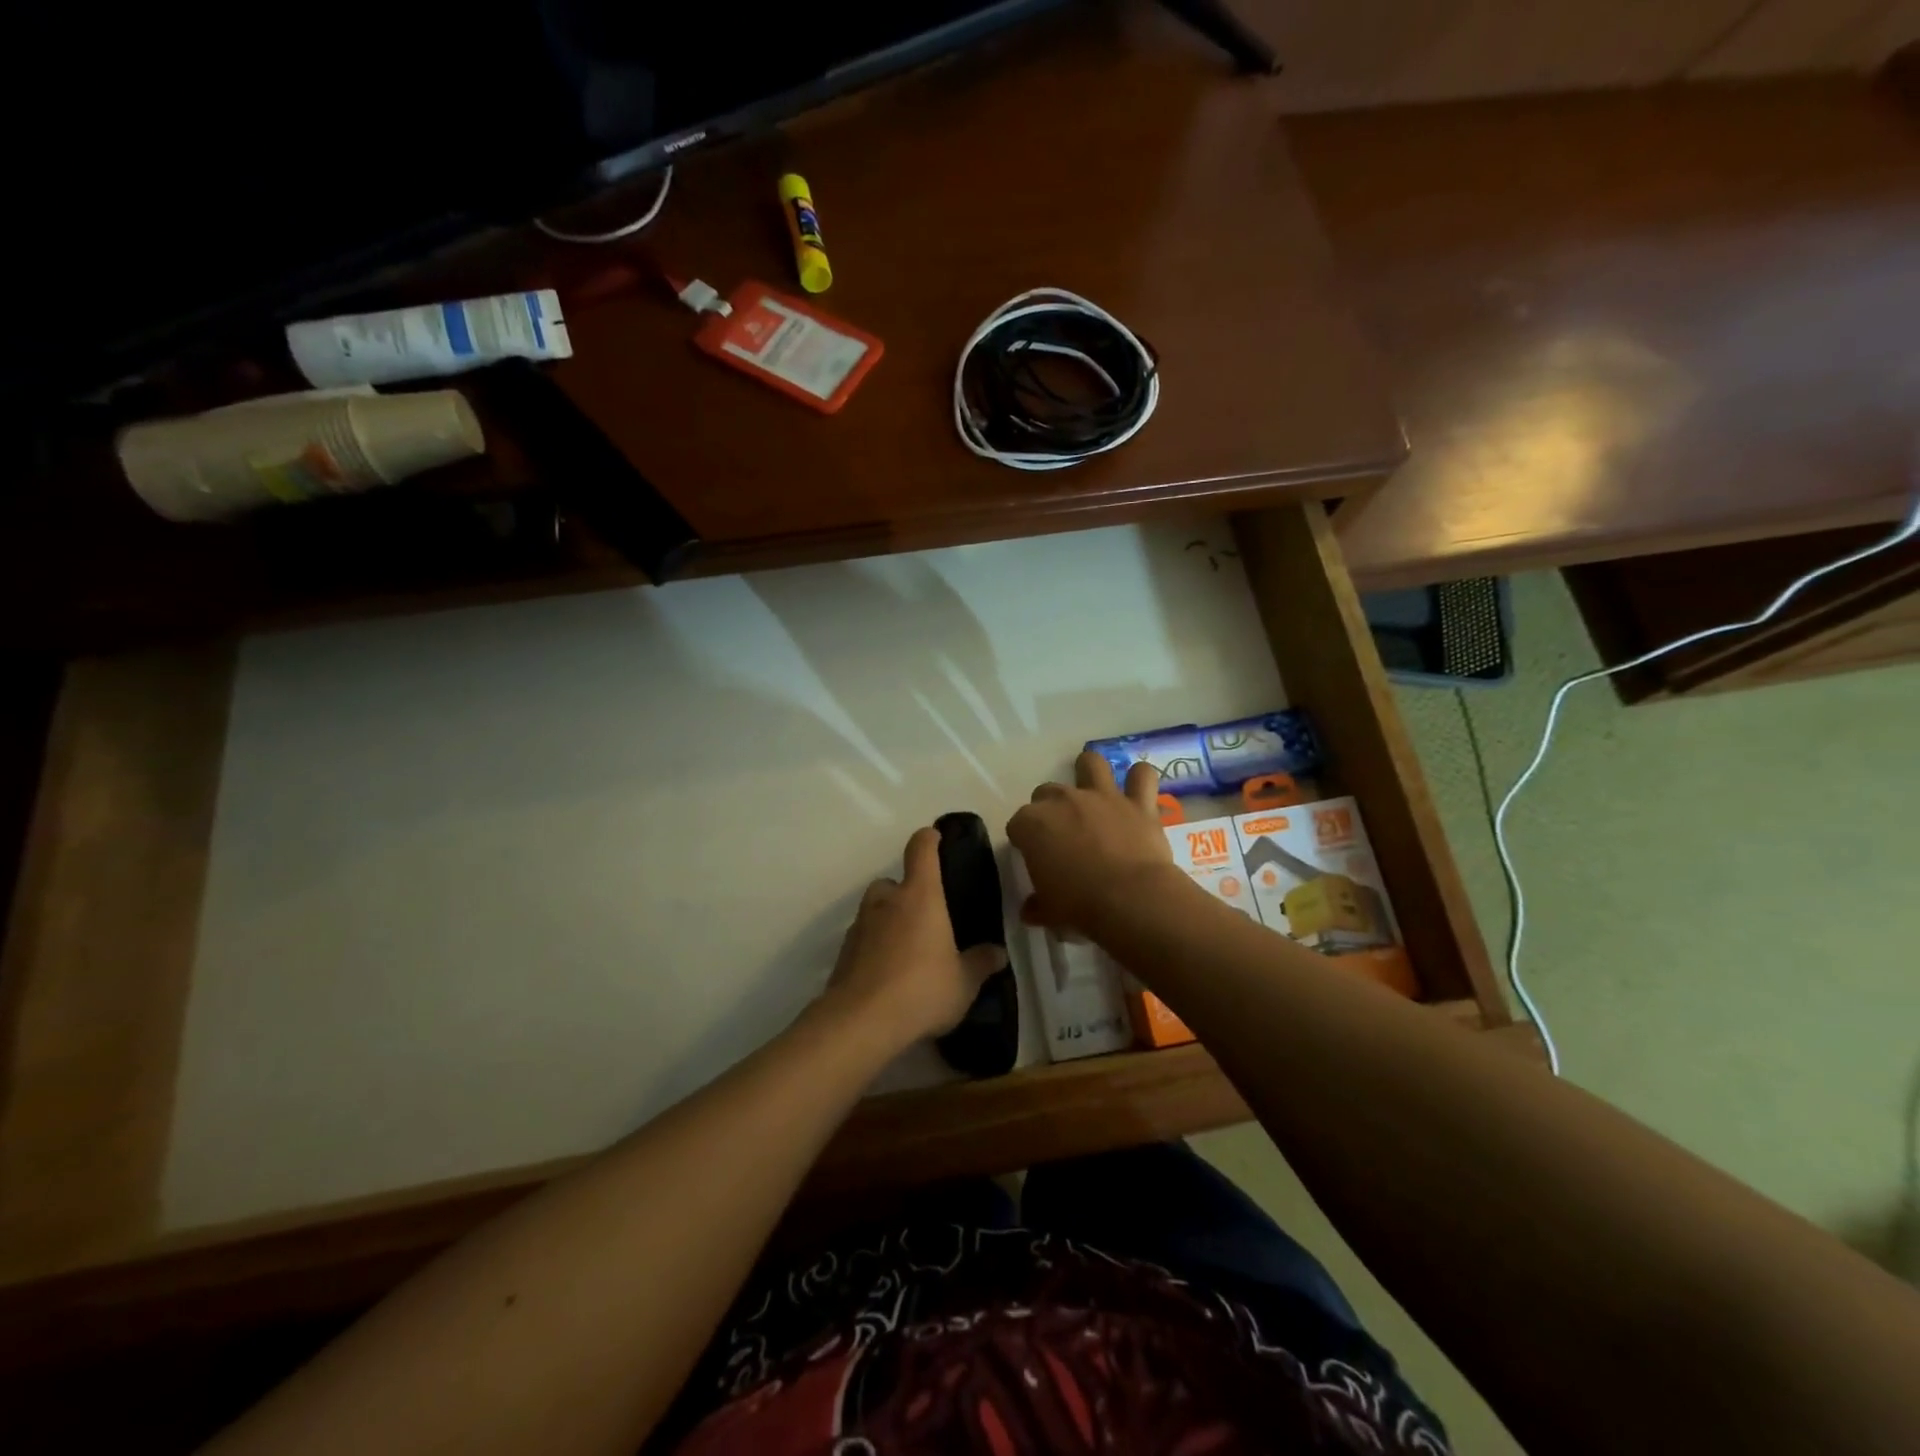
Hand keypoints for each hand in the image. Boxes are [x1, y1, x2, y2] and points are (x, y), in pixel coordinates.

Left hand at [822, 826, 1008, 1048]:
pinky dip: (874, 947)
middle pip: (893, 882)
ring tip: (908, 950)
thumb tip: (998, 953)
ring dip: (888, 921)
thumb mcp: (964, 982)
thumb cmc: (922, 989)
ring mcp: (860, 925)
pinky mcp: (843, 953)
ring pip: (875, 910)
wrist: (861, 1021)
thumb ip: (981, 963)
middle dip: (907, 893)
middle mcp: (887, 901)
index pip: (921, 849)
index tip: (936, 837)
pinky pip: (863, 939)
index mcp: (920, 896)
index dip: (929, 838)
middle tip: (926, 918)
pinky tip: (888, 974)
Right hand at [1007, 750, 1179, 934]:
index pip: (1018, 825)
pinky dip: (1139, 780)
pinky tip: (1138, 789)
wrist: (1130, 900)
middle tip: (1061, 832)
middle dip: (1050, 808)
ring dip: (1090, 772)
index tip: (1033, 856)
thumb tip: (1030, 910)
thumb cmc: (1079, 906)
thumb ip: (1037, 906)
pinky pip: (1141, 776)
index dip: (1025, 840)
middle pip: (1046, 792)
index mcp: (1032, 824)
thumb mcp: (1049, 912)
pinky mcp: (1137, 803)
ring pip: (1090, 763)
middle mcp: (1063, 800)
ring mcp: (1101, 796)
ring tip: (1094, 790)